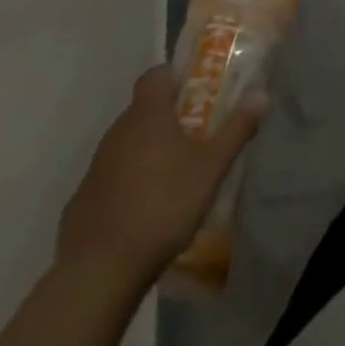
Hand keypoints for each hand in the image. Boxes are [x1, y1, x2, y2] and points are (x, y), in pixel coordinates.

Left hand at [56, 65, 266, 274]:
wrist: (100, 270)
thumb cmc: (163, 204)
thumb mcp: (211, 167)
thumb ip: (236, 128)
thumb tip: (262, 93)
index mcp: (148, 114)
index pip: (156, 75)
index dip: (174, 77)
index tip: (196, 92)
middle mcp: (118, 130)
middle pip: (143, 111)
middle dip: (167, 119)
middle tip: (194, 136)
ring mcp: (96, 167)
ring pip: (126, 145)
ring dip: (147, 152)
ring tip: (172, 177)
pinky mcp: (82, 202)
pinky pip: (111, 179)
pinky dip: (127, 185)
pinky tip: (144, 211)